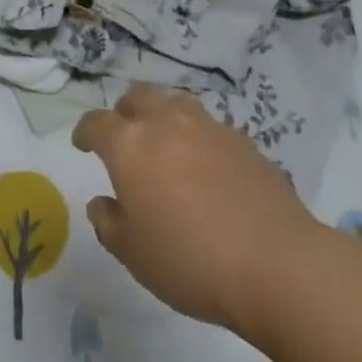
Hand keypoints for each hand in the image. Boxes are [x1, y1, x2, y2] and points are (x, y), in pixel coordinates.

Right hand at [72, 84, 325, 346]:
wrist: (277, 265)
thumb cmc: (191, 261)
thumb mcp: (134, 255)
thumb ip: (109, 224)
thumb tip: (102, 203)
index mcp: (128, 145)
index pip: (96, 123)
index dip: (85, 132)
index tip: (83, 144)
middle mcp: (165, 123)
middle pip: (137, 97)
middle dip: (125, 111)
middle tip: (126, 136)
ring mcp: (208, 127)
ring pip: (176, 102)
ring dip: (164, 115)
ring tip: (167, 142)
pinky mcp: (244, 142)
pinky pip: (211, 128)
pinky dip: (200, 139)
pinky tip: (208, 167)